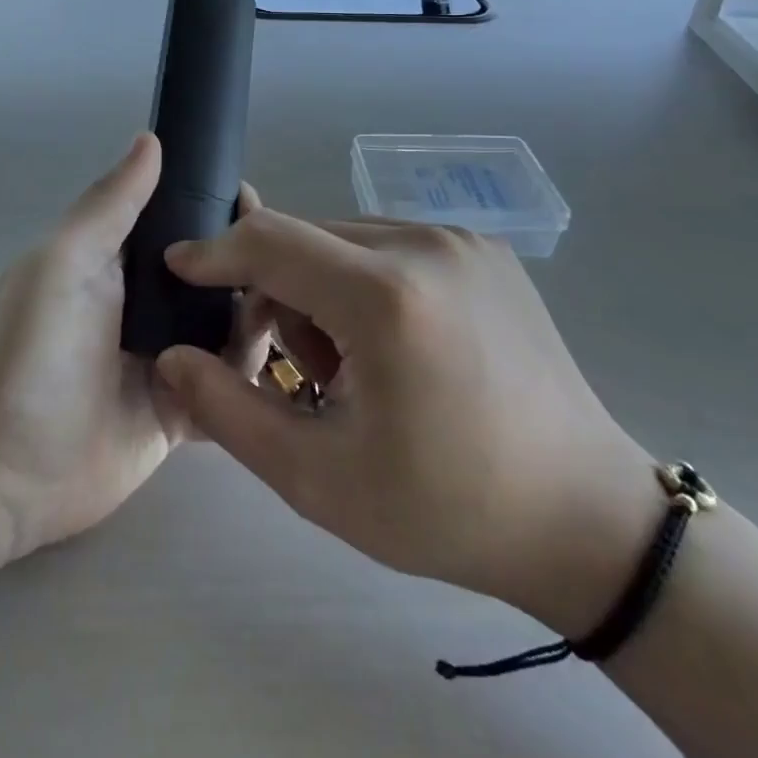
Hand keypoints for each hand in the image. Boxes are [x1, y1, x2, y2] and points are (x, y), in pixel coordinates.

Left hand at [0, 134, 268, 560]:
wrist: (6, 471)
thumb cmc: (31, 353)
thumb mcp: (63, 263)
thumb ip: (109, 204)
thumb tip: (151, 138)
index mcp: (124, 261)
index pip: (186, 220)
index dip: (222, 207)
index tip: (256, 204)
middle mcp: (153, 303)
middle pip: (220, 273)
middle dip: (254, 264)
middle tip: (290, 270)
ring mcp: (173, 358)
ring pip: (235, 326)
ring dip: (261, 317)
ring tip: (291, 316)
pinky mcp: (186, 411)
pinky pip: (233, 386)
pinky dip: (253, 376)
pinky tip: (281, 367)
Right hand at [154, 211, 659, 636]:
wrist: (586, 519)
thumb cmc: (447, 508)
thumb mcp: (318, 479)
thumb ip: (228, 411)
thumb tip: (171, 358)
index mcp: (386, 297)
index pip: (270, 241)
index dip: (215, 252)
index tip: (177, 268)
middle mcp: (425, 244)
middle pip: (306, 239)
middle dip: (276, 291)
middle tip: (296, 371)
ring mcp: (461, 239)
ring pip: (345, 240)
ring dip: (321, 288)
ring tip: (351, 367)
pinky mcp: (483, 248)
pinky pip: (389, 245)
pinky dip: (364, 282)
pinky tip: (393, 345)